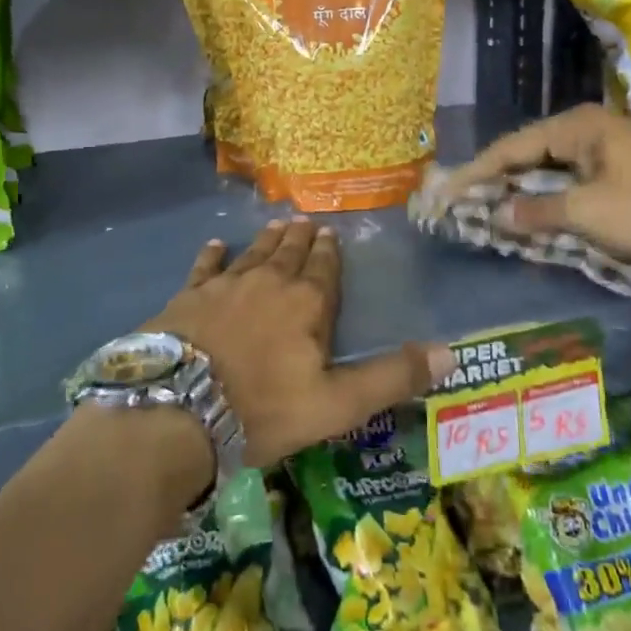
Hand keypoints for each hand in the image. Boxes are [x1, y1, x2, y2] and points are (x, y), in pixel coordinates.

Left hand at [142, 219, 453, 469]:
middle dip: (299, 237)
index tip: (330, 233)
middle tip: (304, 220)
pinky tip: (217, 244)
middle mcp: (268, 283)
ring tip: (276, 224)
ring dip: (266, 240)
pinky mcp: (188, 297)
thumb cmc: (264, 409)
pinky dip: (213, 254)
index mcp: (307, 303)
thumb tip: (451, 353)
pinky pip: (205, 267)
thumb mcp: (338, 403)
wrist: (179, 409)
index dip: (329, 252)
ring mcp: (225, 286)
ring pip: (252, 254)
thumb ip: (392, 377)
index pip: (323, 268)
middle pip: (288, 254)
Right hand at [438, 104, 630, 267]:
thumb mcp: (591, 213)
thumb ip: (538, 213)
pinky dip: (550, 200)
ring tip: (488, 212)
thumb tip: (497, 214)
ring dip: (523, 193)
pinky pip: (572, 183)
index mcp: (577, 127)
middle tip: (462, 204)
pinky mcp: (623, 173)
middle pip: (528, 155)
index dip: (476, 173)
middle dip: (496, 181)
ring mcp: (608, 150)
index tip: (446, 194)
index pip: (510, 147)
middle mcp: (588, 130)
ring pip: (550, 170)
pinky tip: (534, 217)